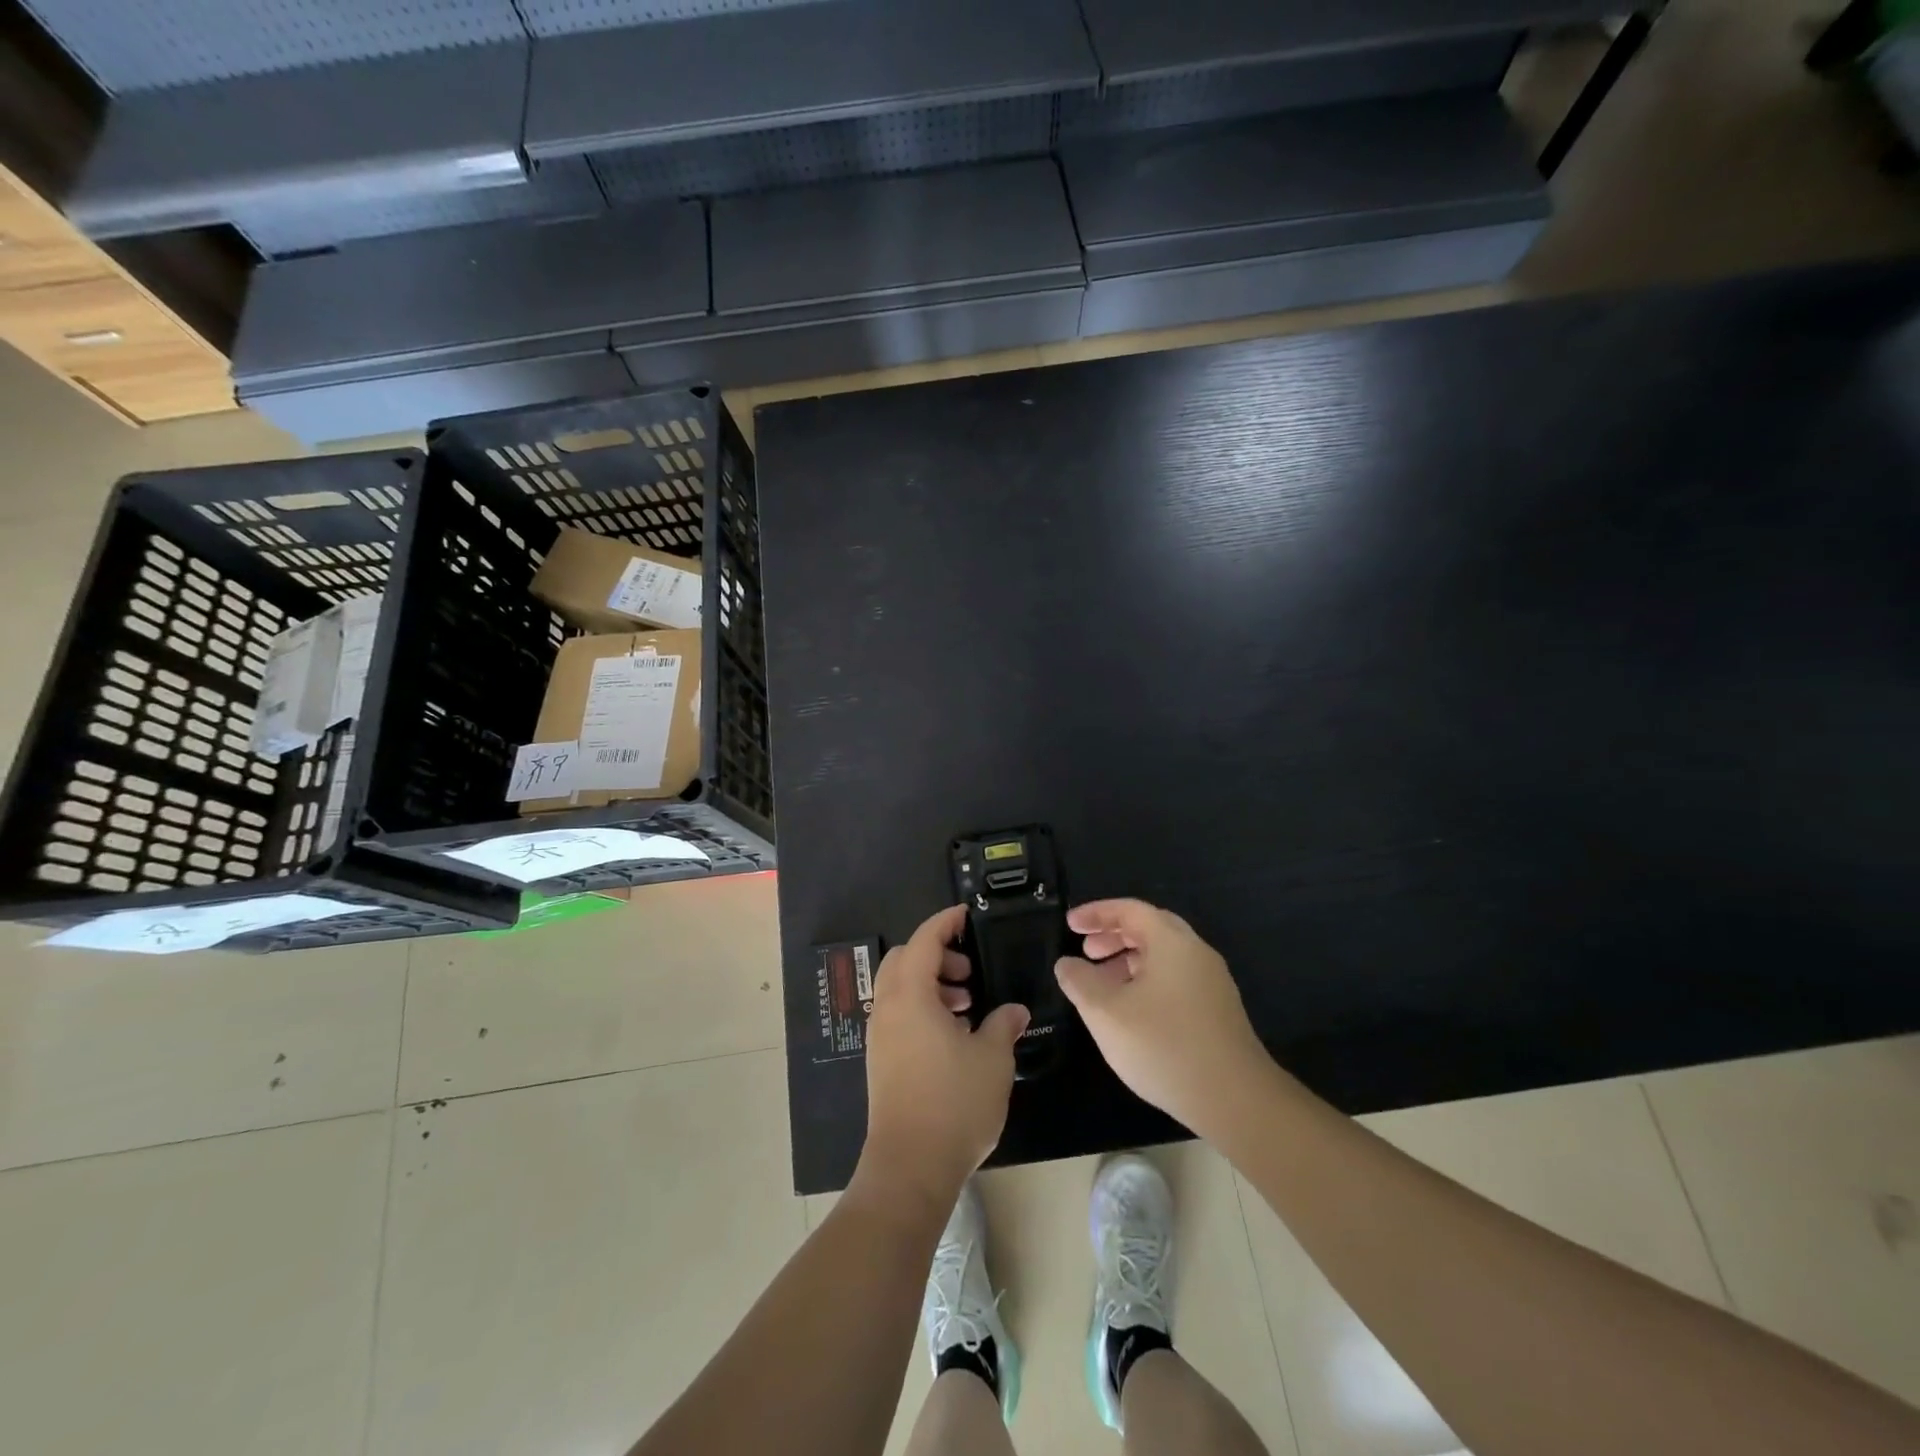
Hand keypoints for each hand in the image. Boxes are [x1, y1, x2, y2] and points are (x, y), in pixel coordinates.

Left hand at [860, 905, 1029, 1206]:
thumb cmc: (954, 1103)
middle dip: (937, 954)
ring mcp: (880, 1036)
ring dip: (931, 983)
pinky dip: (923, 1007)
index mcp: (910, 996)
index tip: (967, 916)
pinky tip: (953, 1034)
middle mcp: (888, 1008)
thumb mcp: (992, 1059)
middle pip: (904, 959)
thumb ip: (1002, 1025)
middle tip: (970, 972)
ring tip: (967, 1005)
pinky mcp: (881, 1060)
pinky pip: (899, 1014)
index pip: (923, 940)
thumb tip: (1013, 1010)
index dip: (945, 922)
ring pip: (899, 988)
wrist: (910, 1167)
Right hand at [1055, 899, 1270, 1134]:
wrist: (1235, 1100)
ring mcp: (1212, 983)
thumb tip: (1067, 964)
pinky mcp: (1218, 1011)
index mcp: (1172, 942)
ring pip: (1164, 957)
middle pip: (1150, 929)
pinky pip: (1176, 979)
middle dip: (1113, 936)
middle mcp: (1196, 953)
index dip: (1096, 913)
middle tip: (1085, 951)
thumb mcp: (1106, 1012)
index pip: (1130, 910)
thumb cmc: (1164, 1045)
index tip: (1069, 924)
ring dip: (1129, 960)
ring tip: (1102, 985)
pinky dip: (1147, 981)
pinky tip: (1131, 1012)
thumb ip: (1080, 981)